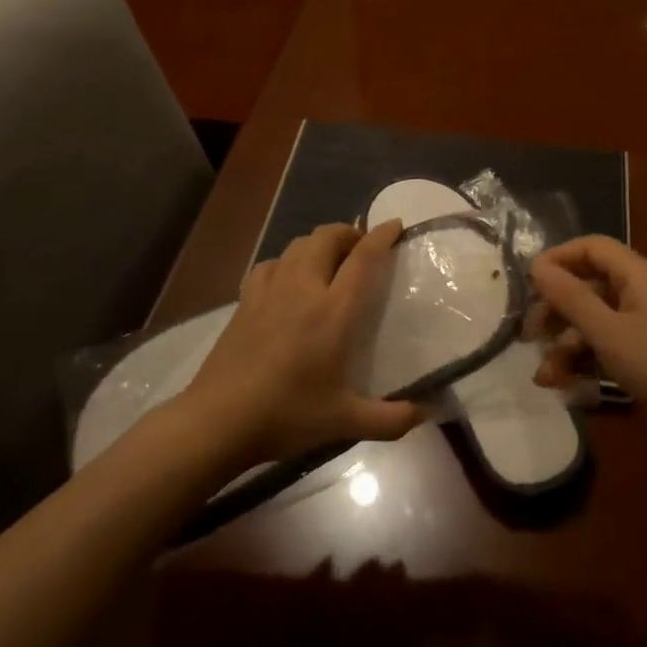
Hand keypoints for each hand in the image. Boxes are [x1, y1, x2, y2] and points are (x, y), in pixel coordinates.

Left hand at [184, 221, 421, 465]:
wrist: (218, 419)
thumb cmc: (287, 414)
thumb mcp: (345, 422)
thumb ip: (391, 420)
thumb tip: (428, 412)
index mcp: (333, 311)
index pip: (362, 258)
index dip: (381, 236)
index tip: (395, 224)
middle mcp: (303, 288)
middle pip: (326, 237)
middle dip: (349, 233)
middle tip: (363, 248)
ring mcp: (269, 291)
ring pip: (297, 244)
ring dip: (319, 242)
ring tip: (330, 259)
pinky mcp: (244, 300)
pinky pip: (270, 264)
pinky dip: (287, 261)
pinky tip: (288, 279)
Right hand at [530, 236, 646, 428]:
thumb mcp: (607, 332)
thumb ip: (570, 297)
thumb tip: (536, 265)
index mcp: (637, 274)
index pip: (591, 247)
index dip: (558, 258)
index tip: (529, 282)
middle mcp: (644, 289)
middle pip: (590, 286)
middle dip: (556, 311)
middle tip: (530, 336)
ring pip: (598, 320)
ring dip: (568, 345)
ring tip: (545, 377)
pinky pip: (613, 342)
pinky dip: (590, 358)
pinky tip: (570, 386)